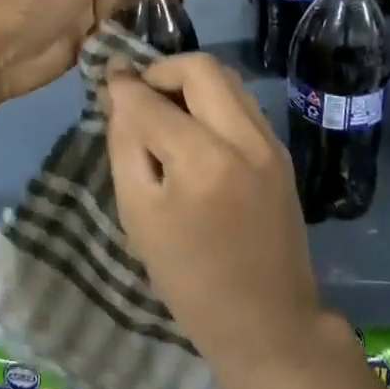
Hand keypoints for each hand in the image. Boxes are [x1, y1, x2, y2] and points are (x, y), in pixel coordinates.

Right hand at [105, 54, 325, 382]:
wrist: (267, 321)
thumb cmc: (189, 279)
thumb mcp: (139, 215)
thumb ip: (126, 145)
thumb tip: (120, 94)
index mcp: (202, 159)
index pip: (152, 98)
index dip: (123, 84)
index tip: (108, 78)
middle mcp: (243, 137)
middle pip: (200, 67)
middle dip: (163, 70)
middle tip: (139, 95)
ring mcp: (269, 142)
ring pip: (227, 79)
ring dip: (191, 82)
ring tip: (166, 112)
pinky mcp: (281, 152)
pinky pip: (243, 104)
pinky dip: (213, 101)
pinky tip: (195, 131)